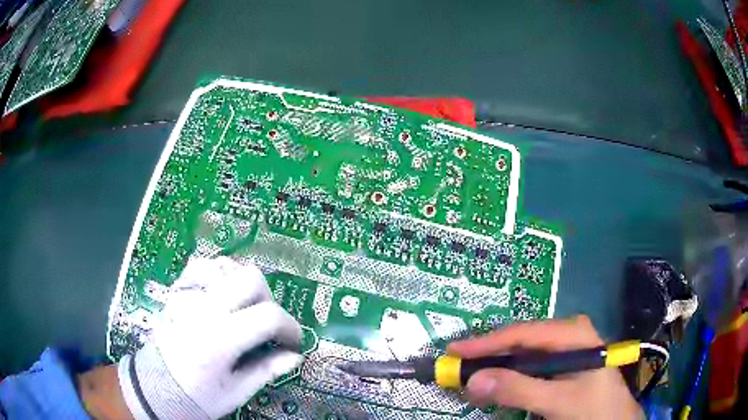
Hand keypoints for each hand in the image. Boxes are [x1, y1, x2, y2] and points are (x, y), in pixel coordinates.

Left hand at [117, 257, 303, 419]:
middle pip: (252, 279)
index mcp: (218, 339)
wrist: (157, 386)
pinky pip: (204, 265)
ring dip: (246, 285)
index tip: (292, 343)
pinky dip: (221, 274)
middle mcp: (203, 309)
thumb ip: (266, 370)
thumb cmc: (197, 395)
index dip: (290, 328)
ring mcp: (188, 294)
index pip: (268, 316)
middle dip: (269, 301)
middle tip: (267, 326)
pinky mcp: (178, 290)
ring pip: (229, 266)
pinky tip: (224, 293)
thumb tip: (295, 356)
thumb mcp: (236, 391)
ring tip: (245, 310)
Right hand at [448, 315, 643, 419]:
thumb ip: (518, 390)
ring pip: (522, 355)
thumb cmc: (593, 408)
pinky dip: (509, 378)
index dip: (486, 343)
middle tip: (458, 369)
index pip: (522, 333)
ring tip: (472, 380)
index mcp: (572, 333)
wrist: (615, 419)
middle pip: (520, 341)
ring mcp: (564, 349)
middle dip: (489, 357)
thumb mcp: (558, 401)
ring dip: (497, 369)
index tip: (454, 352)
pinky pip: (528, 367)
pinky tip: (497, 387)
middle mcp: (567, 334)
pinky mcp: (560, 365)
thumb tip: (473, 380)